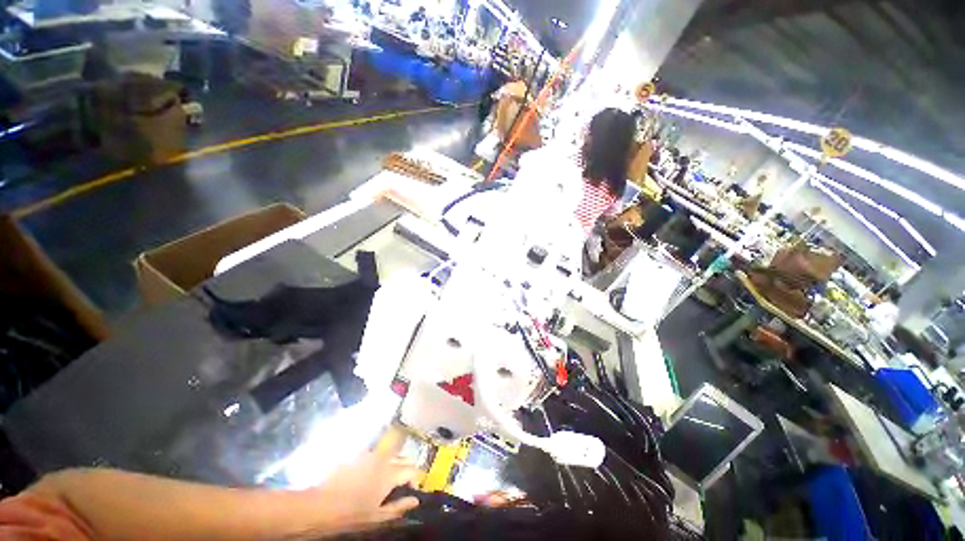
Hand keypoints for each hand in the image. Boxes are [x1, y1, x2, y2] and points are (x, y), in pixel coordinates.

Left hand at [300, 445, 421, 534]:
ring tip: (387, 480)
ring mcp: (370, 455)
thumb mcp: (378, 516)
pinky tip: (370, 476)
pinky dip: (379, 462)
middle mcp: (383, 459)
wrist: (321, 505)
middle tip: (401, 484)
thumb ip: (399, 507)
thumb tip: (416, 500)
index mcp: (390, 474)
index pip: (413, 470)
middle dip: (406, 468)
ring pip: (390, 454)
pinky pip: (375, 455)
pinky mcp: (358, 456)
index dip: (416, 480)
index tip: (413, 491)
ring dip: (393, 463)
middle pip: (403, 457)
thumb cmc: (352, 514)